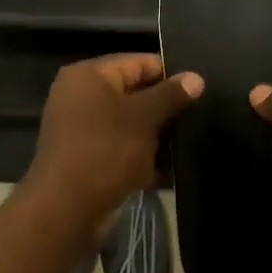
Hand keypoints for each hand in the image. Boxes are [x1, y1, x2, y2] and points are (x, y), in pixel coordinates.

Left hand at [26, 54, 201, 227]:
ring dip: (160, 136)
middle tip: (204, 113)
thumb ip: (170, 95)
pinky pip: (126, 151)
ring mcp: (85, 132)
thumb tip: (196, 78)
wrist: (67, 209)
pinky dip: (148, 159)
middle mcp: (83, 99)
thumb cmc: (105, 150)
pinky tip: (178, 169)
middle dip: (167, 107)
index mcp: (89, 76)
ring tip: (197, 139)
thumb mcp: (143, 118)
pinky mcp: (92, 161)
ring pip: (133, 126)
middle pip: (135, 94)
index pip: (136, 62)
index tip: (200, 85)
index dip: (169, 72)